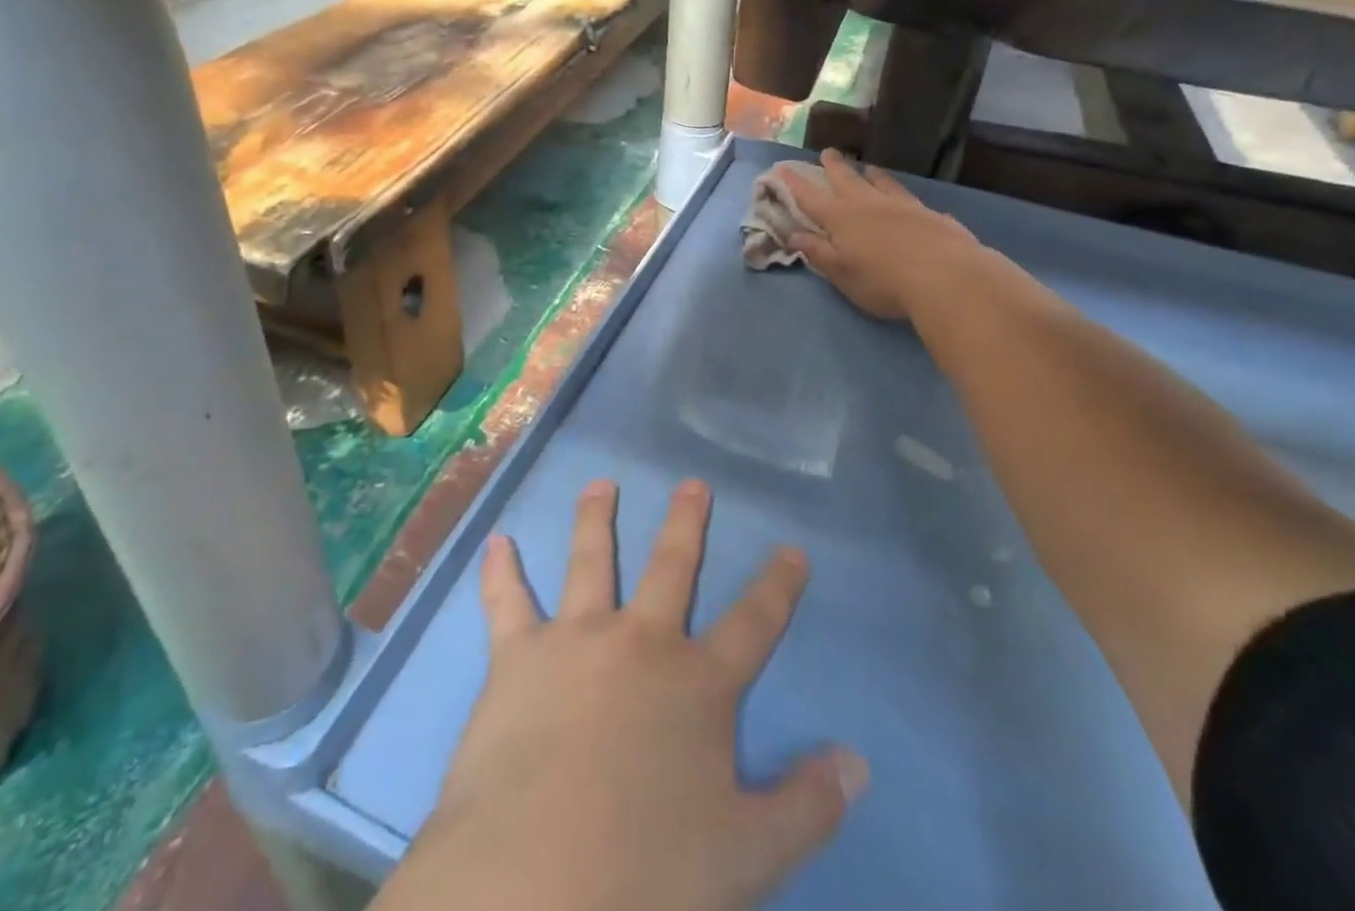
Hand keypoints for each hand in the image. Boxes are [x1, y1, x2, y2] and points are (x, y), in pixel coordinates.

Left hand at [375, 480, 866, 910]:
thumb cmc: (647, 870)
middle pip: (671, 568)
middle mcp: (640, 642)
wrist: (536, 879)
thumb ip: (806, 807)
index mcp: (697, 683)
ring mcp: (577, 639)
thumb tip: (857, 762)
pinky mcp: (518, 656)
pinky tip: (497, 541)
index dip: (778, 586)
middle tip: (693, 483)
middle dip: (686, 524)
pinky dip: (500, 572)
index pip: (753, 623)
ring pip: (590, 562)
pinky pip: (507, 603)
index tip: (793, 549)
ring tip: (601, 484)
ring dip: (596, 520)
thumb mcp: (747, 855)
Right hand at [782, 150, 1012, 320]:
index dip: (794, 184)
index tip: (782, 169)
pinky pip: (910, 198)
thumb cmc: (883, 281)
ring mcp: (902, 206)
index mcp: (841, 219)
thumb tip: (793, 234)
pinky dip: (901, 194)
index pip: (811, 198)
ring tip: (866, 167)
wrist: (946, 277)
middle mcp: (869, 205)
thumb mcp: (841, 273)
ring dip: (870, 174)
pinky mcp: (930, 214)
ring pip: (881, 183)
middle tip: (827, 152)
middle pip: (846, 180)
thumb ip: (817, 252)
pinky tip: (907, 198)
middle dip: (834, 167)